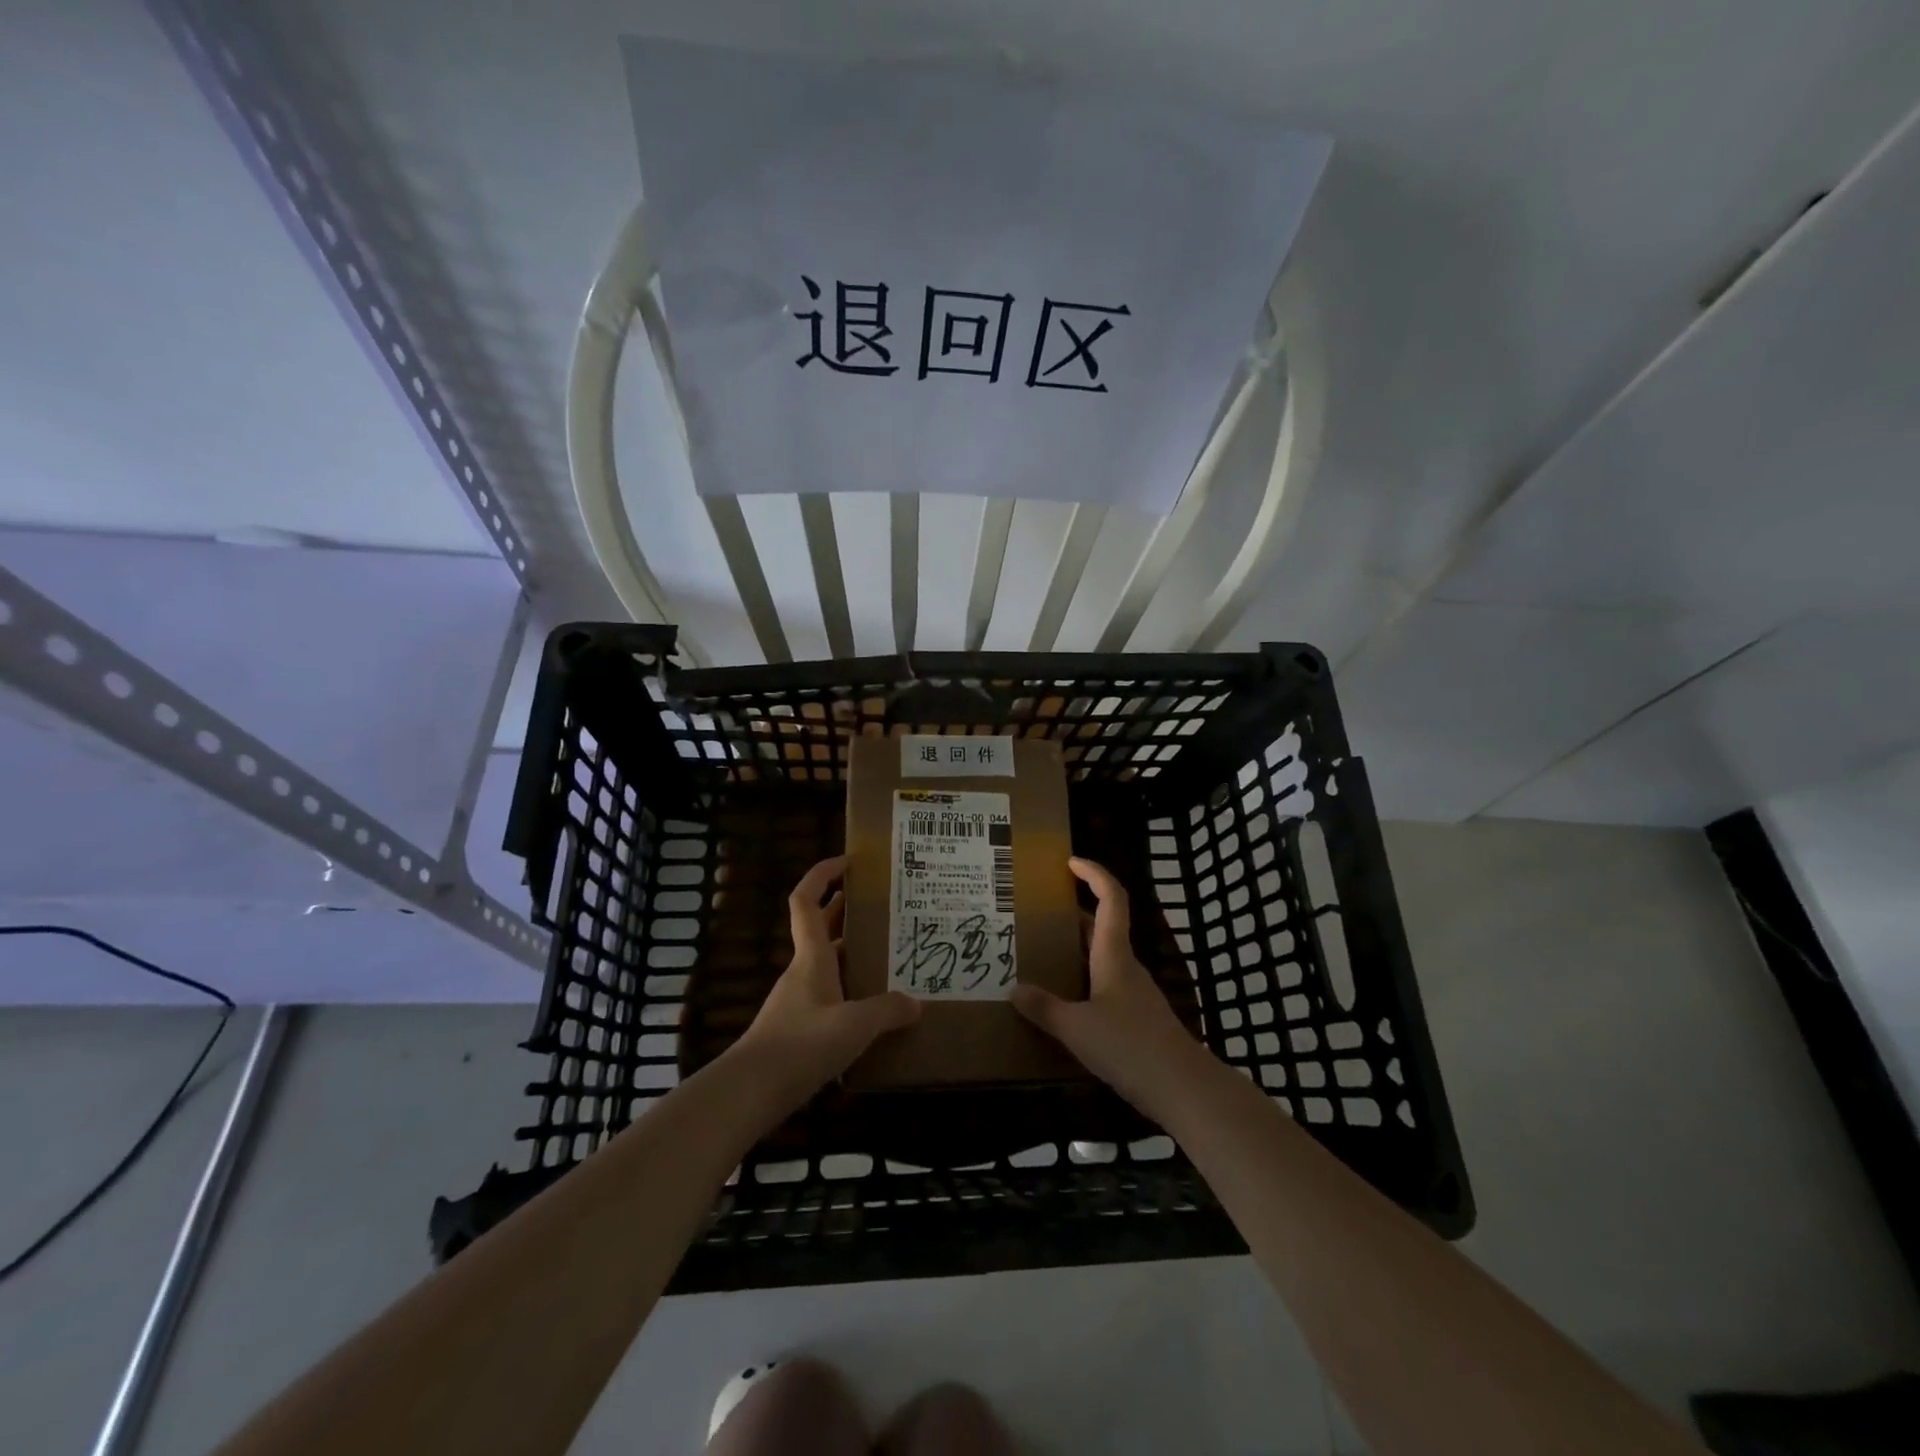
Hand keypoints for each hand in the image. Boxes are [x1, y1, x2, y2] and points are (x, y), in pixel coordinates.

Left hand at [726, 856, 919, 1114]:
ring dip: (852, 953)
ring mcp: (799, 1002)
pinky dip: (850, 992)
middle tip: (883, 904)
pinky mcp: (799, 1030)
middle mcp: (803, 971)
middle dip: (847, 910)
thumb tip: (915, 1003)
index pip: (807, 900)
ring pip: (828, 964)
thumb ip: (887, 1011)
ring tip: (890, 954)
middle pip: (821, 928)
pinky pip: (830, 997)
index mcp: (811, 957)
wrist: (750, 1093)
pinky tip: (874, 1009)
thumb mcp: (854, 1025)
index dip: (822, 874)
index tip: (848, 861)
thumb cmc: (801, 1045)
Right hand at [1011, 857, 1217, 1116]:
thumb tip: (1014, 989)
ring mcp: (1134, 993)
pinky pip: (1105, 985)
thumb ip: (1044, 1009)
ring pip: (1103, 957)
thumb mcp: (1077, 1028)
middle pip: (1104, 926)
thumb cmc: (1130, 1047)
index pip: (1111, 898)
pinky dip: (1083, 979)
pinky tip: (1064, 1001)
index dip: (1094, 874)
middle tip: (1038, 911)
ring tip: (1041, 954)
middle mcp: (1126, 966)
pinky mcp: (1137, 1019)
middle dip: (1074, 912)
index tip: (1070, 862)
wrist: (1183, 1089)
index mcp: (1114, 955)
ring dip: (1077, 948)